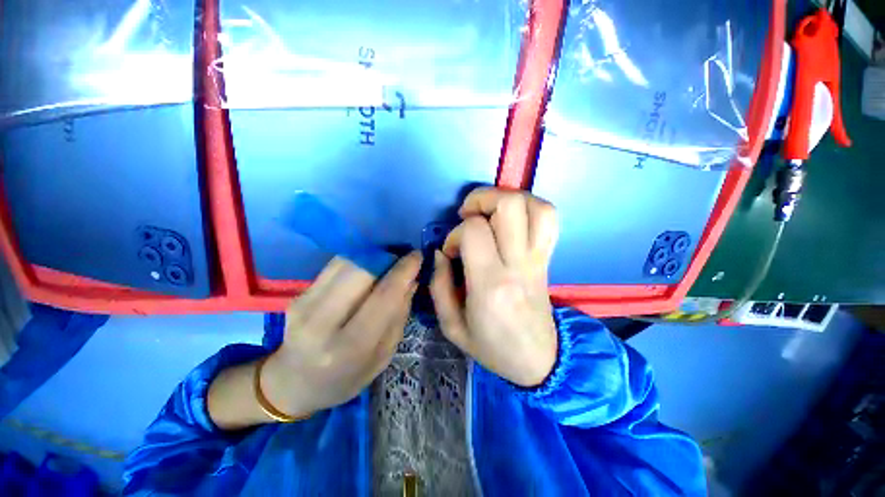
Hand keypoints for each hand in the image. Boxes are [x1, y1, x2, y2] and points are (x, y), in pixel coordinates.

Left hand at [262, 253, 420, 415]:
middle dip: (387, 257)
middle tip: (402, 257)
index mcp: (350, 347)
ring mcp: (304, 305)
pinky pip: (334, 265)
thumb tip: (412, 277)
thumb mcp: (384, 355)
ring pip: (346, 262)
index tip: (417, 255)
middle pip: (361, 271)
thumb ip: (399, 314)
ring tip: (387, 259)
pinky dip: (356, 259)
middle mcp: (322, 323)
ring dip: (372, 255)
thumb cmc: (347, 377)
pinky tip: (367, 264)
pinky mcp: (298, 294)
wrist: (294, 383)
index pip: (384, 297)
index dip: (404, 271)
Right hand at [431, 188, 558, 386]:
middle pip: (508, 205)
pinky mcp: (548, 257)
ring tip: (489, 212)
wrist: (538, 360)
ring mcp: (538, 258)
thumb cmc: (492, 347)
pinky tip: (511, 218)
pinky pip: (549, 218)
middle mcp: (518, 264)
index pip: (473, 231)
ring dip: (506, 197)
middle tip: (467, 216)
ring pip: (534, 206)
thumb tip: (440, 252)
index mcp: (490, 284)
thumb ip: (438, 286)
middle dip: (481, 199)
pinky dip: (530, 206)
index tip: (451, 252)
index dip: (455, 234)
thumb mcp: (451, 326)